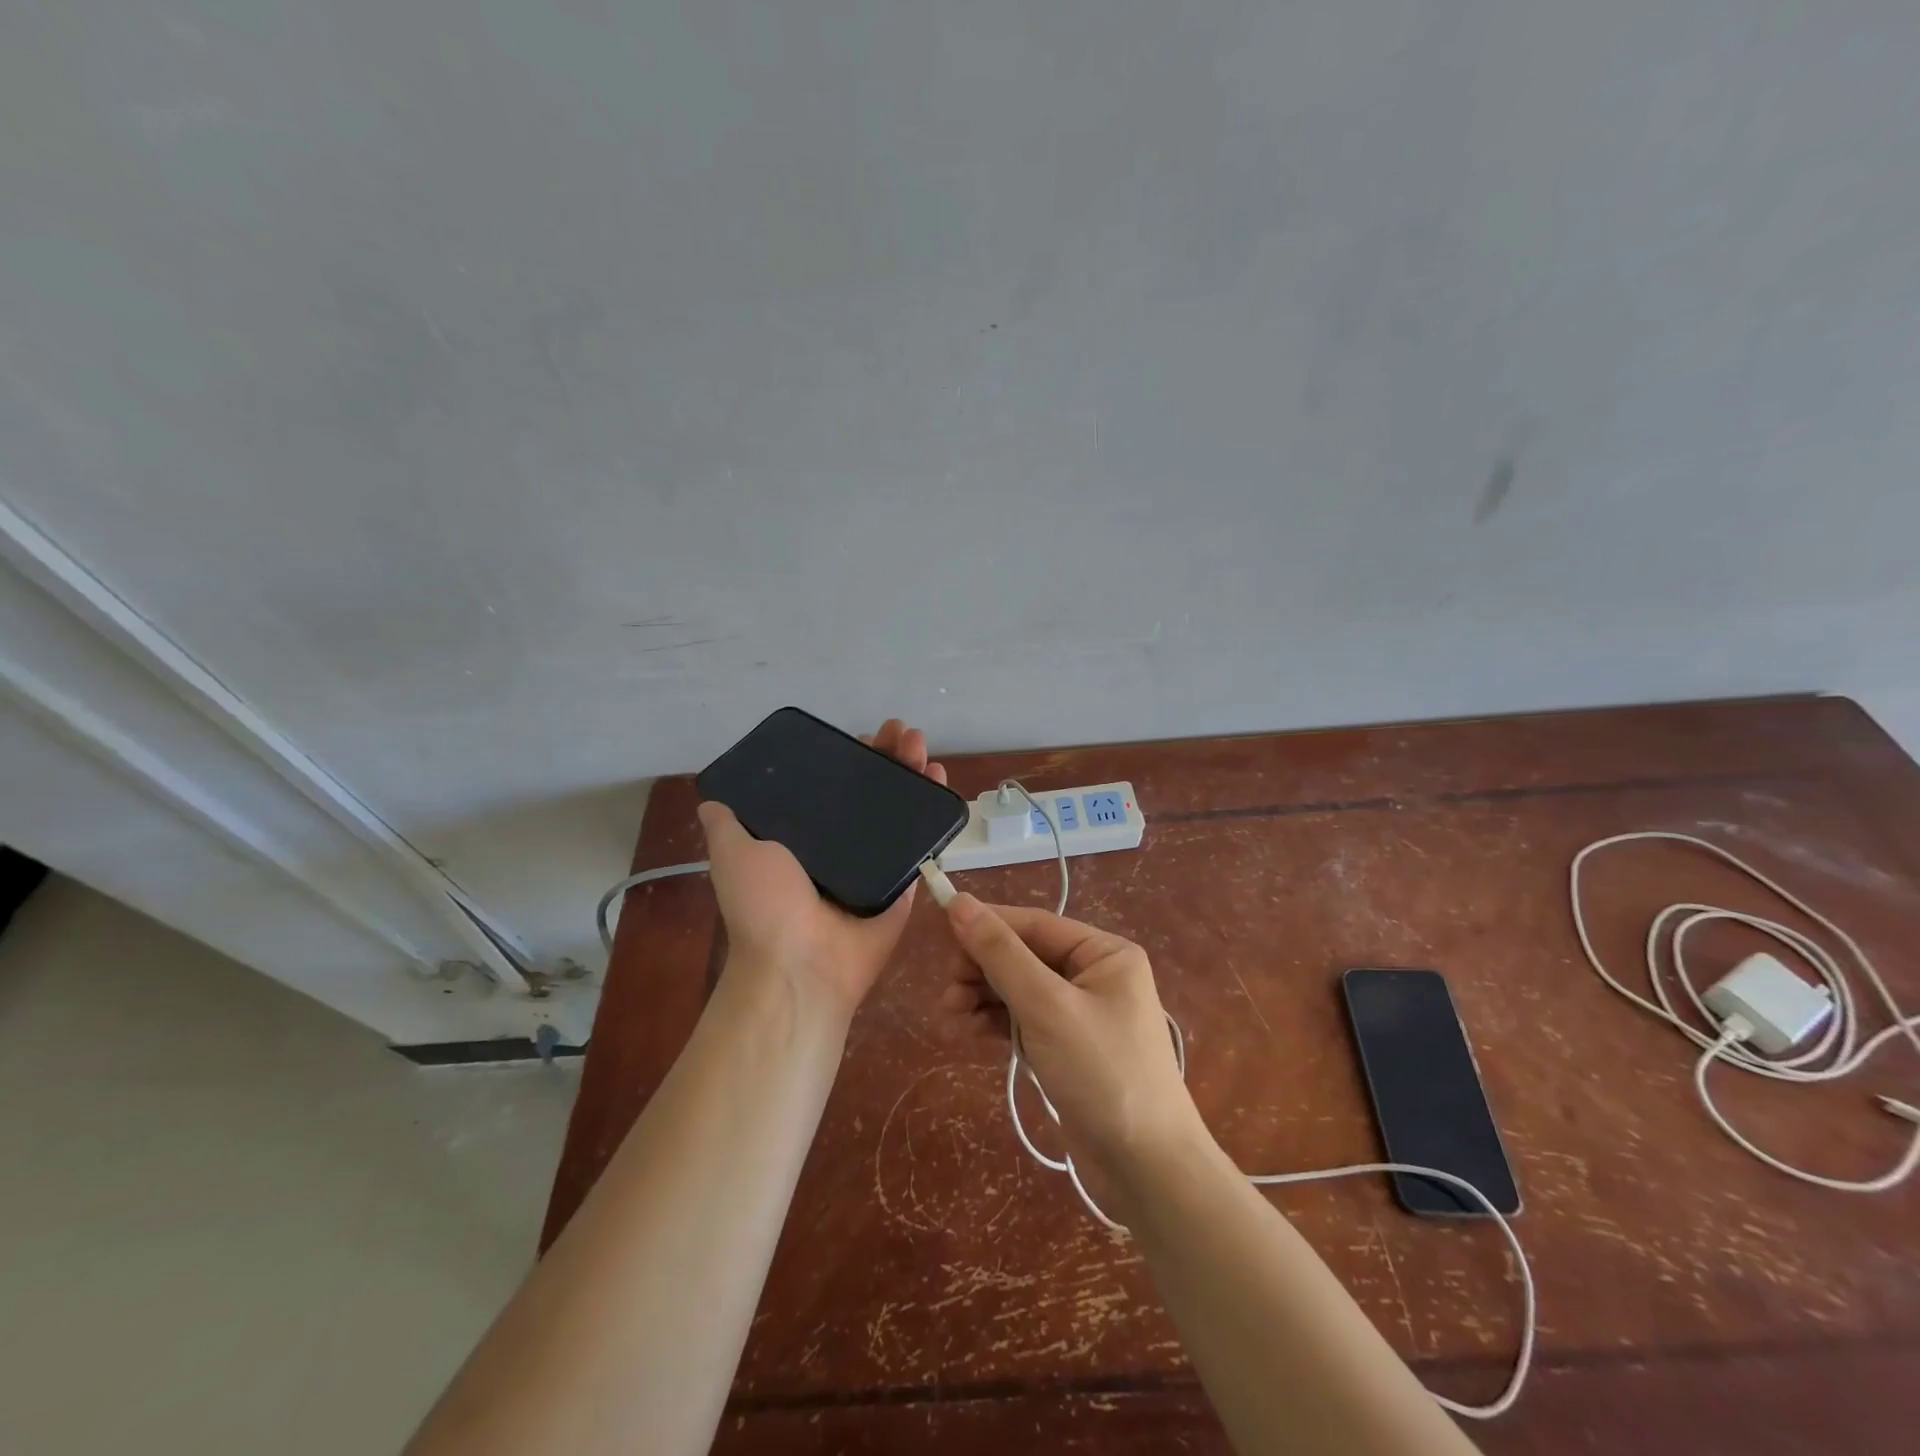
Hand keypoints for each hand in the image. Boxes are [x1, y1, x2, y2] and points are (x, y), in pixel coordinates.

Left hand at [698, 719, 946, 1019]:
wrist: (801, 965)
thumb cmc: (765, 906)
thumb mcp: (733, 854)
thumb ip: (727, 825)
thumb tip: (711, 799)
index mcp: (805, 839)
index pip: (832, 787)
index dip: (848, 760)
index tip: (862, 736)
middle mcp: (843, 848)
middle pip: (872, 792)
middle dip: (888, 759)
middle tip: (901, 732)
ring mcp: (876, 864)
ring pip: (901, 811)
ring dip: (914, 774)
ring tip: (922, 745)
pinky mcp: (904, 882)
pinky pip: (922, 843)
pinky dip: (935, 814)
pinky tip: (941, 780)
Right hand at [939, 894, 1204, 1207]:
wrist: (1147, 1171)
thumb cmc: (1102, 1073)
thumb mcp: (1047, 1007)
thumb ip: (1001, 954)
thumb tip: (959, 902)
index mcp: (1104, 953)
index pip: (1034, 925)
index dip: (987, 924)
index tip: (941, 930)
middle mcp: (1094, 975)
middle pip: (1024, 956)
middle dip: (983, 969)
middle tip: (948, 991)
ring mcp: (1080, 1014)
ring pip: (1019, 989)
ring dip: (983, 996)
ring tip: (950, 1013)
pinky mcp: (1067, 1048)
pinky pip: (1024, 1020)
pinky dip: (996, 1022)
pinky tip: (968, 1030)